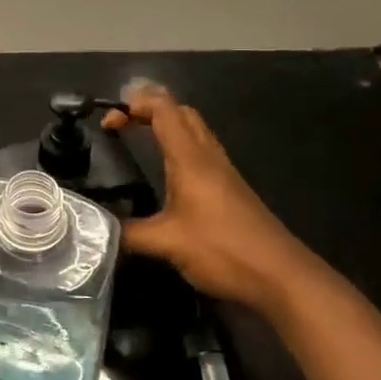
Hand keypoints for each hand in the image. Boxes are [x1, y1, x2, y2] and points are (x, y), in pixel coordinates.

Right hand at [103, 81, 312, 311]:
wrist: (281, 275)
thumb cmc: (223, 249)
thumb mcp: (167, 243)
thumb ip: (128, 233)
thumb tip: (98, 228)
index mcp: (190, 158)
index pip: (163, 110)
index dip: (134, 104)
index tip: (108, 122)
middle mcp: (208, 156)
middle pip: (181, 112)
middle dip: (149, 108)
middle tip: (122, 125)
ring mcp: (223, 171)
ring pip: (194, 130)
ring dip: (167, 125)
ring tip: (139, 140)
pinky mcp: (231, 188)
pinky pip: (202, 151)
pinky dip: (180, 146)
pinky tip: (168, 171)